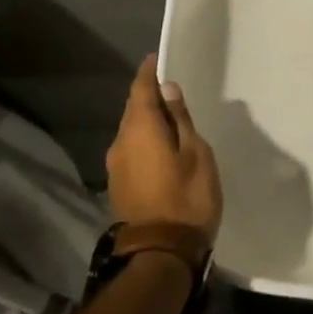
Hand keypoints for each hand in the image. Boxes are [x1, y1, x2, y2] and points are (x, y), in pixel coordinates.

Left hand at [107, 55, 221, 243]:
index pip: (141, 89)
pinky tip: (162, 146)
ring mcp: (116, 166)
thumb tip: (168, 89)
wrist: (160, 254)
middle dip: (148, 96)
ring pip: (131, 131)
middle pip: (133, 109)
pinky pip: (131, 149)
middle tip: (171, 88)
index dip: (149, 72)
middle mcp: (120, 142)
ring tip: (171, 118)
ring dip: (147, 120)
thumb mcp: (196, 154)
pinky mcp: (119, 185)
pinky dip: (145, 140)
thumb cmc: (187, 198)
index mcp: (140, 129)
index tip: (158, 59)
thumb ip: (181, 120)